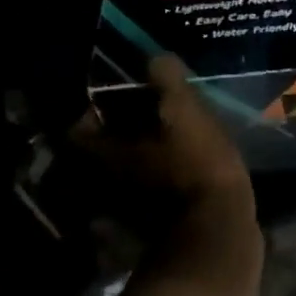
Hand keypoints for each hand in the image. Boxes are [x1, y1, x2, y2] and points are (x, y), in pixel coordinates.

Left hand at [70, 55, 256, 241]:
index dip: (92, 111)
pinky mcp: (152, 230)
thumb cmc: (196, 169)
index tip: (114, 99)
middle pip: (97, 156)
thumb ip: (168, 83)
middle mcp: (106, 185)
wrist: (219, 236)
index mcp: (105, 154)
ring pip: (120, 178)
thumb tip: (155, 58)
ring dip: (135, 163)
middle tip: (142, 118)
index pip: (77, 129)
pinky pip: (143, 200)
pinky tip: (179, 174)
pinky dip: (154, 187)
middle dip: (115, 137)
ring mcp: (126, 212)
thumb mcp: (186, 115)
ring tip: (163, 144)